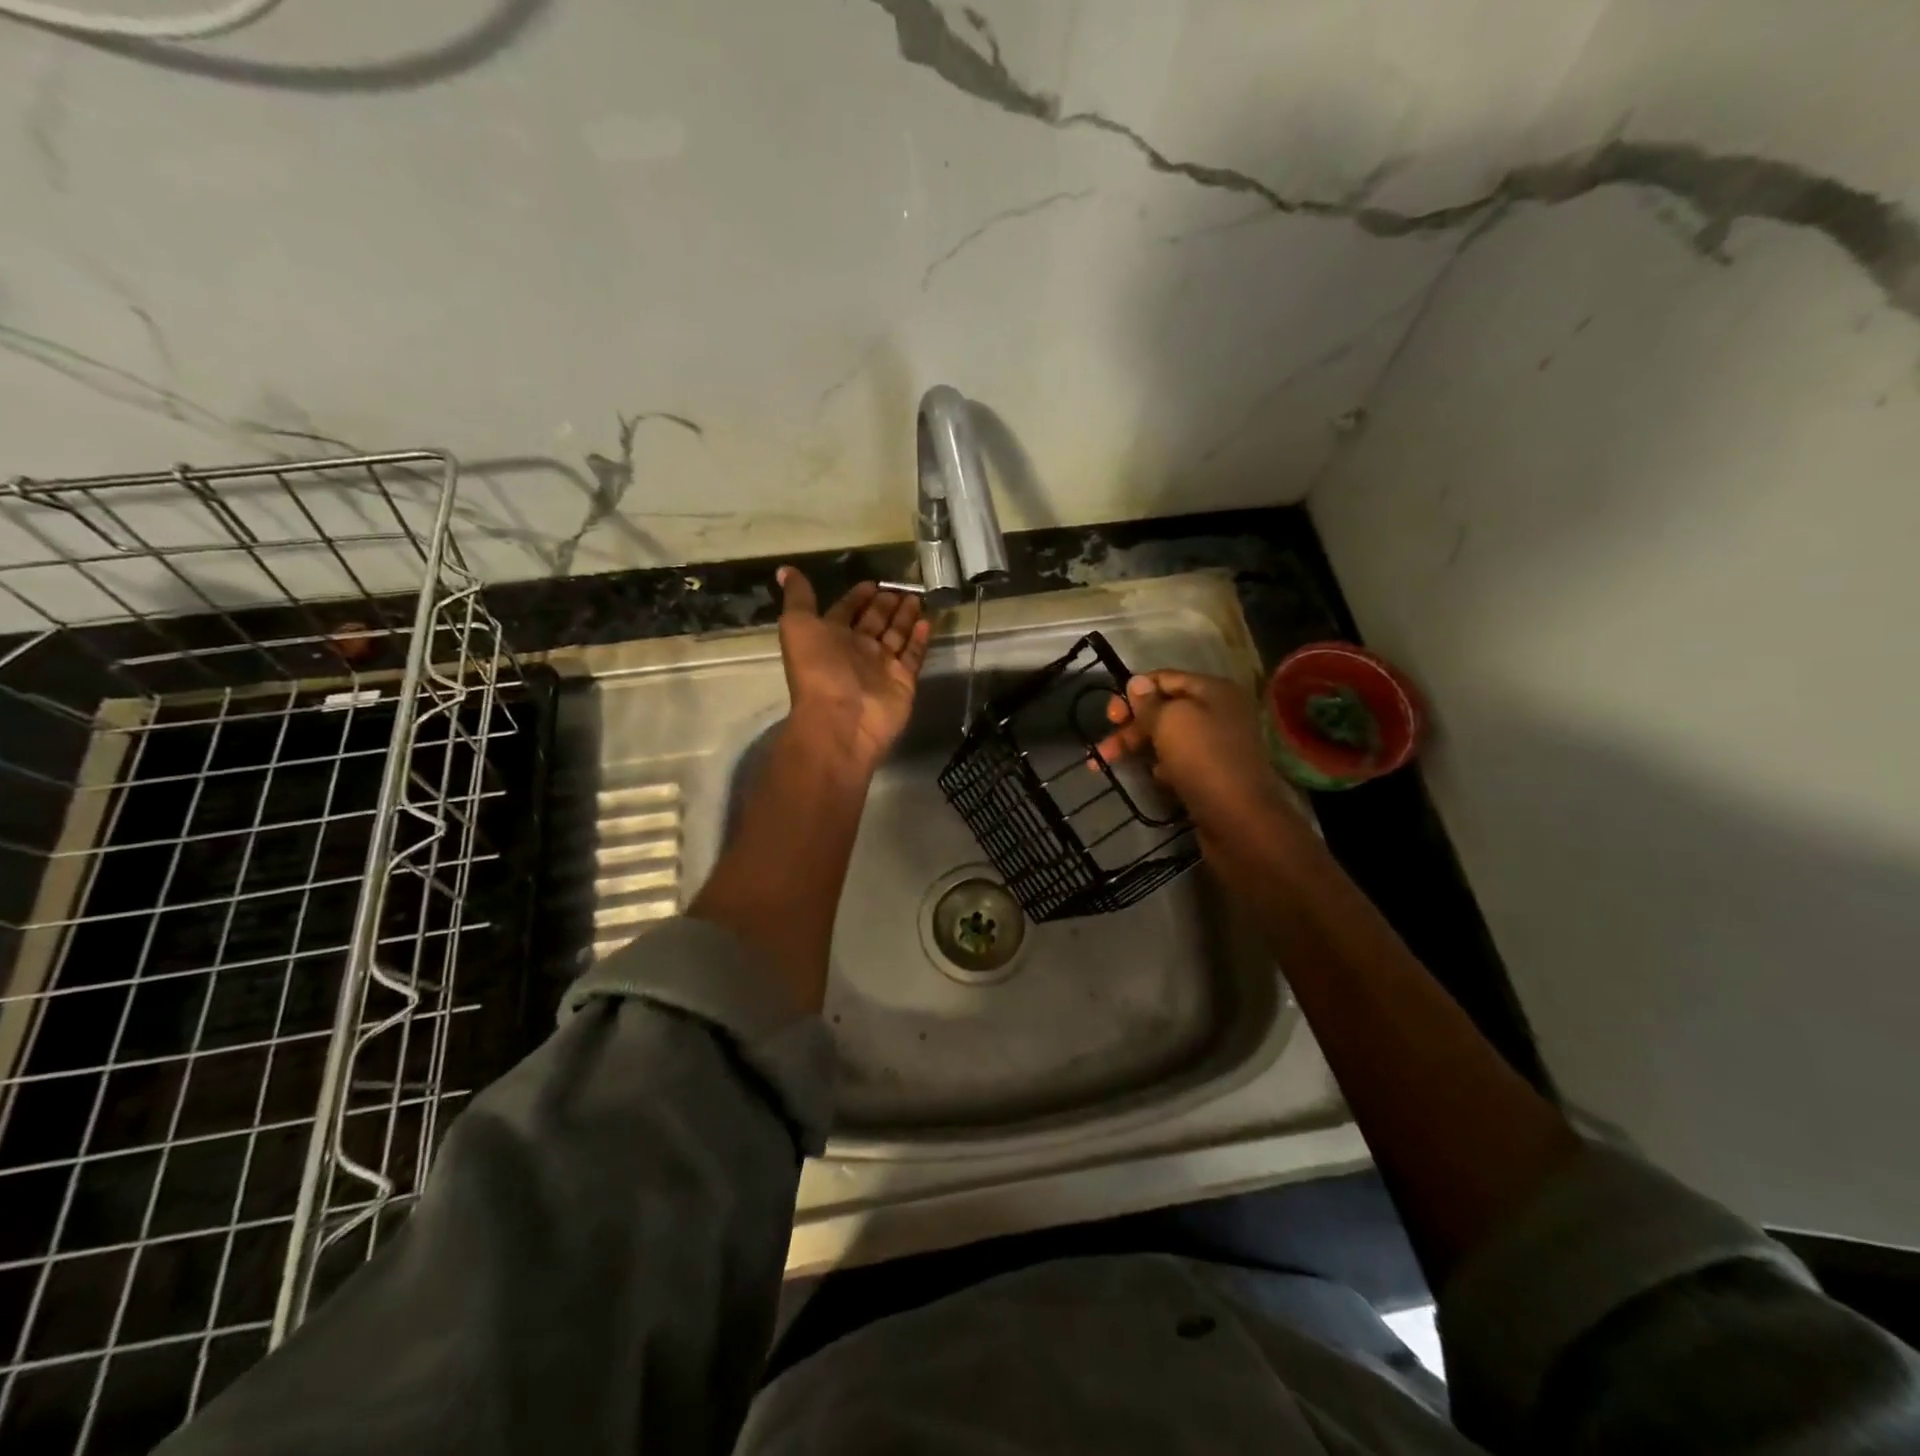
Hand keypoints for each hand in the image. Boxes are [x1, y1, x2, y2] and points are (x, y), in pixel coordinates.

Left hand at [776, 567, 930, 771]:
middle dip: (886, 604)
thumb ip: (798, 597)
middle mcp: (856, 651)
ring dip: (905, 617)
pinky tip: (926, 621)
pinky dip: (919, 639)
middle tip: (902, 586)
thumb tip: (785, 569)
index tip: (872, 582)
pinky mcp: (903, 681)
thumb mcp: (798, 625)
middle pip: (874, 622)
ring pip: (896, 636)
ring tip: (917, 597)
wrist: (842, 720)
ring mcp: (881, 667)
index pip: (846, 611)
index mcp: (830, 637)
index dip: (857, 597)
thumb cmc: (818, 670)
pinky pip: (913, 655)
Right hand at [1091, 671, 1292, 844]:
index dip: (1133, 692)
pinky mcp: (1212, 773)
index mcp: (1212, 690)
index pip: (1163, 679)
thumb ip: (1149, 702)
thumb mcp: (1170, 722)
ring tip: (1108, 764)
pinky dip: (1160, 767)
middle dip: (1130, 726)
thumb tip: (1136, 683)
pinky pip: (1178, 762)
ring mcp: (1216, 745)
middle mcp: (1218, 712)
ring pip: (1167, 738)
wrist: (1240, 820)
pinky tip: (1151, 779)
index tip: (1110, 717)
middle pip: (1163, 710)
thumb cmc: (1203, 761)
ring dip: (1137, 747)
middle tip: (1103, 748)